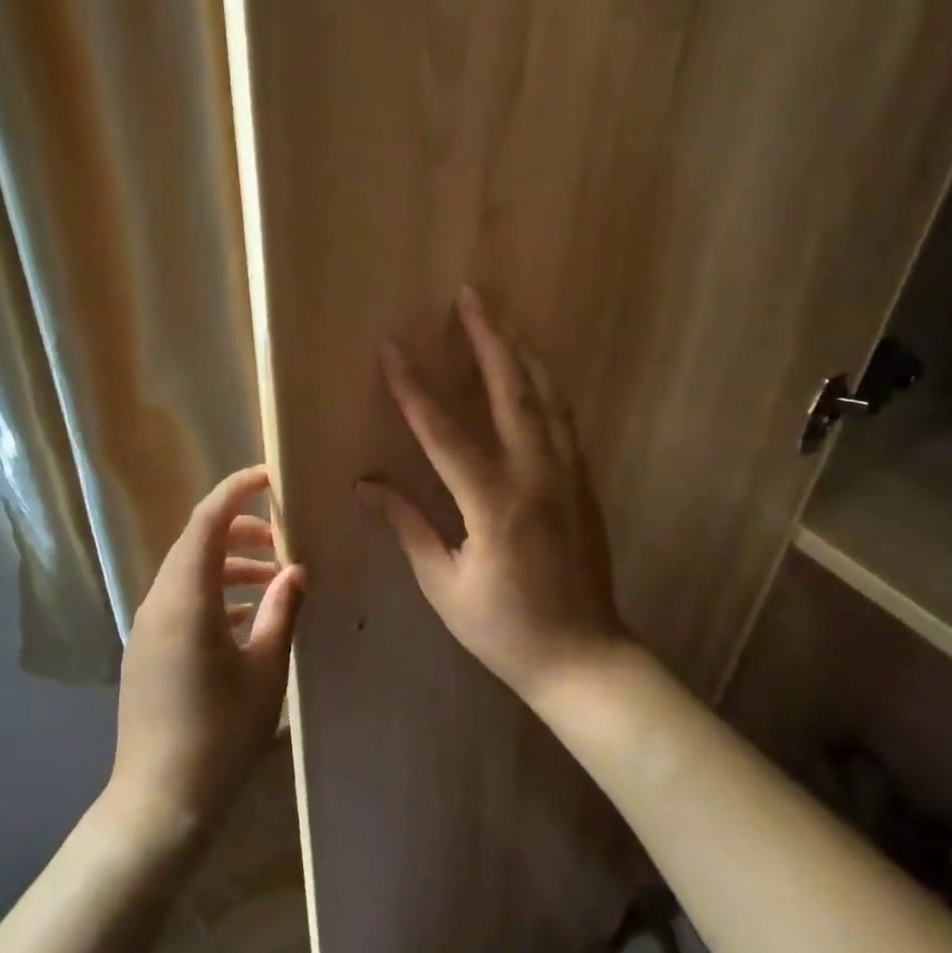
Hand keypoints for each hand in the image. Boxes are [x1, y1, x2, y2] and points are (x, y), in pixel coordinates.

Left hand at [106, 465, 305, 846]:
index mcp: (186, 599)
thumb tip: (296, 570)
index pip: (206, 521)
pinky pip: (181, 602)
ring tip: (275, 581)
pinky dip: (214, 594)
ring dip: (230, 566)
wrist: (160, 803)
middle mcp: (158, 603)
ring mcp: (147, 627)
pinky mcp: (147, 650)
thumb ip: (281, 610)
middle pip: (196, 542)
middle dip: (240, 530)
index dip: (236, 491)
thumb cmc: (221, 735)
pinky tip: (248, 618)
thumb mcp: (266, 670)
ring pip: (189, 573)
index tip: (269, 477)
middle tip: (283, 540)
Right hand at [359, 287, 630, 700]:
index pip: (445, 431)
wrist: (585, 658)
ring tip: (500, 317)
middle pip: (512, 391)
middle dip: (488, 338)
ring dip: (520, 352)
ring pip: (546, 397)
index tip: (393, 348)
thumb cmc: (505, 629)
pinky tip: (530, 371)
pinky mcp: (583, 483)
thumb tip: (366, 484)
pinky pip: (562, 419)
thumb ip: (409, 526)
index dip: (415, 387)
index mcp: (495, 504)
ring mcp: (568, 475)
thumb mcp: (445, 584)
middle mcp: (537, 476)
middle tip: (470, 295)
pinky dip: (543, 385)